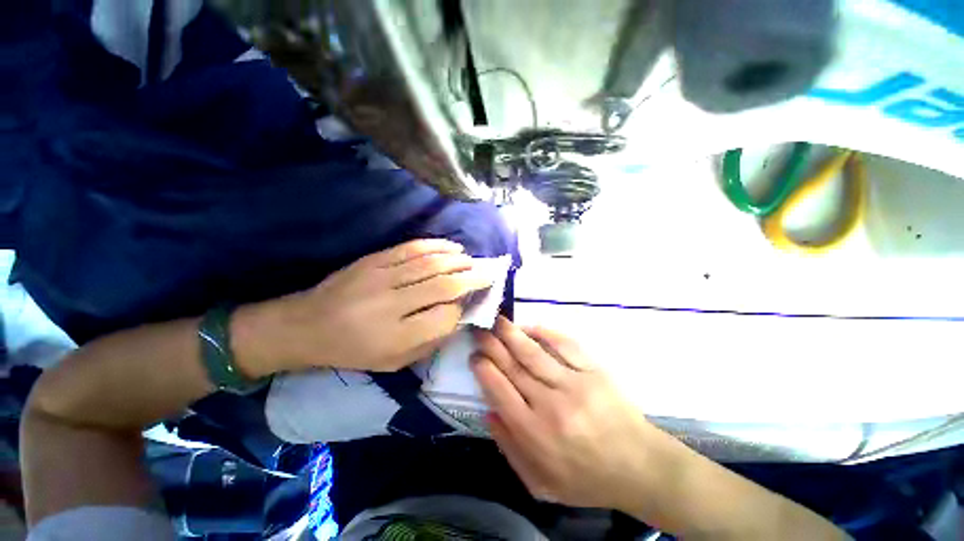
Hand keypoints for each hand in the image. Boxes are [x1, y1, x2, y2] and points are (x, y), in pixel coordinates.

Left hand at [239, 239, 496, 373]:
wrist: (306, 326)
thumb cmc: (353, 351)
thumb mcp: (393, 363)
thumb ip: (429, 342)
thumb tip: (458, 318)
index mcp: (395, 338)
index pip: (444, 319)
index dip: (462, 311)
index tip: (470, 306)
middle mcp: (391, 305)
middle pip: (444, 287)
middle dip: (472, 280)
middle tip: (488, 274)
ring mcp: (381, 278)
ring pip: (431, 264)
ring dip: (458, 261)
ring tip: (472, 261)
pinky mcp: (374, 260)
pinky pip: (411, 248)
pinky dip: (436, 245)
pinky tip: (452, 247)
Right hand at [472, 317, 671, 511]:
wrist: (639, 467)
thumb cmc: (587, 478)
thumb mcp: (541, 483)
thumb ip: (510, 448)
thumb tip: (490, 411)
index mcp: (535, 433)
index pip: (499, 391)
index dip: (483, 369)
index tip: (474, 356)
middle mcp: (550, 404)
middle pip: (513, 367)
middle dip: (491, 345)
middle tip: (479, 330)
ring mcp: (574, 384)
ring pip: (534, 353)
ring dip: (512, 334)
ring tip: (497, 320)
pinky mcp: (594, 371)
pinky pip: (565, 345)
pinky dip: (546, 333)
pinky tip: (530, 326)